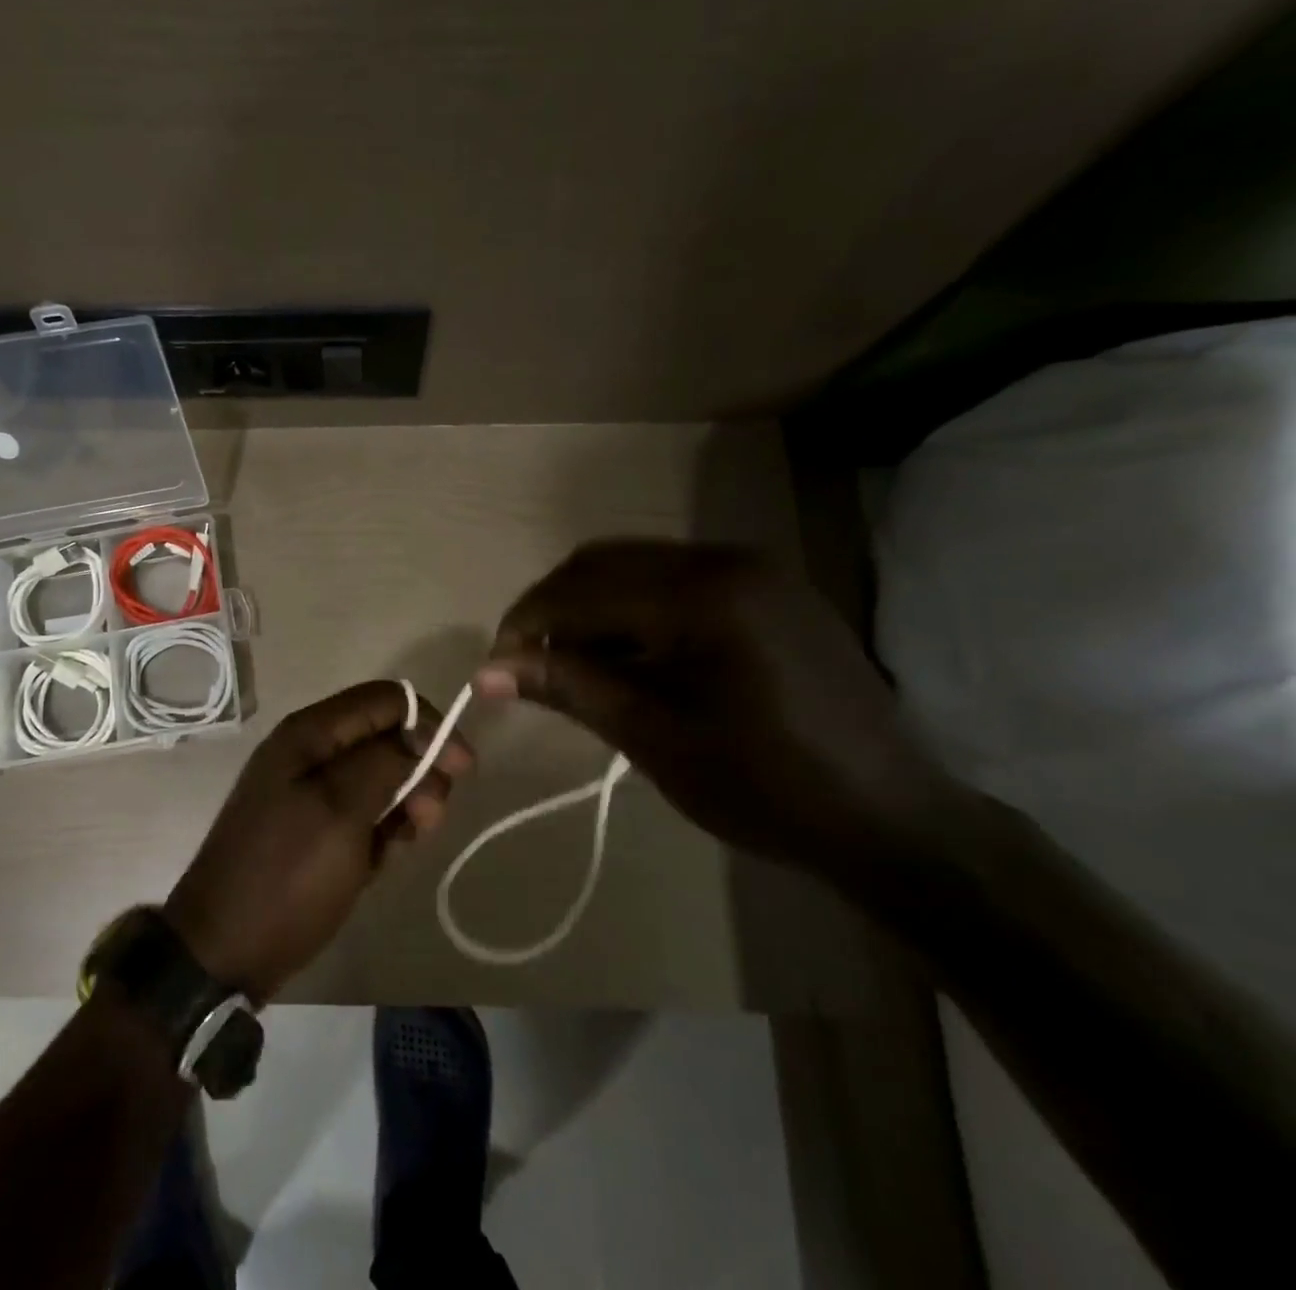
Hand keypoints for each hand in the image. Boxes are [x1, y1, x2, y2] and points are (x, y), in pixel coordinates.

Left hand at [164, 681, 472, 998]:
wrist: (224, 951)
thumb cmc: (286, 875)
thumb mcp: (341, 811)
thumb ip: (385, 762)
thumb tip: (421, 735)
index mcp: (310, 733)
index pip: (387, 699)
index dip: (430, 724)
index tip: (460, 769)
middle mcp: (311, 752)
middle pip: (387, 737)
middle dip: (420, 770)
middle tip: (429, 818)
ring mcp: (310, 792)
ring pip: (381, 777)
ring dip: (406, 804)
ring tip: (407, 842)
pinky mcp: (315, 828)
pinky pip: (364, 813)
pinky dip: (384, 830)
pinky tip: (384, 859)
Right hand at [475, 540, 962, 875]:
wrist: (892, 818)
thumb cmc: (765, 786)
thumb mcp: (653, 737)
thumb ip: (569, 687)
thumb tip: (486, 671)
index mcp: (702, 593)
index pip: (582, 589)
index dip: (527, 624)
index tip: (495, 667)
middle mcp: (726, 559)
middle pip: (603, 562)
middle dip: (553, 608)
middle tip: (527, 664)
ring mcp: (754, 569)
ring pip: (636, 567)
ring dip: (591, 607)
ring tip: (572, 664)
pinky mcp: (768, 589)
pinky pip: (675, 580)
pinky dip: (633, 610)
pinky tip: (627, 656)